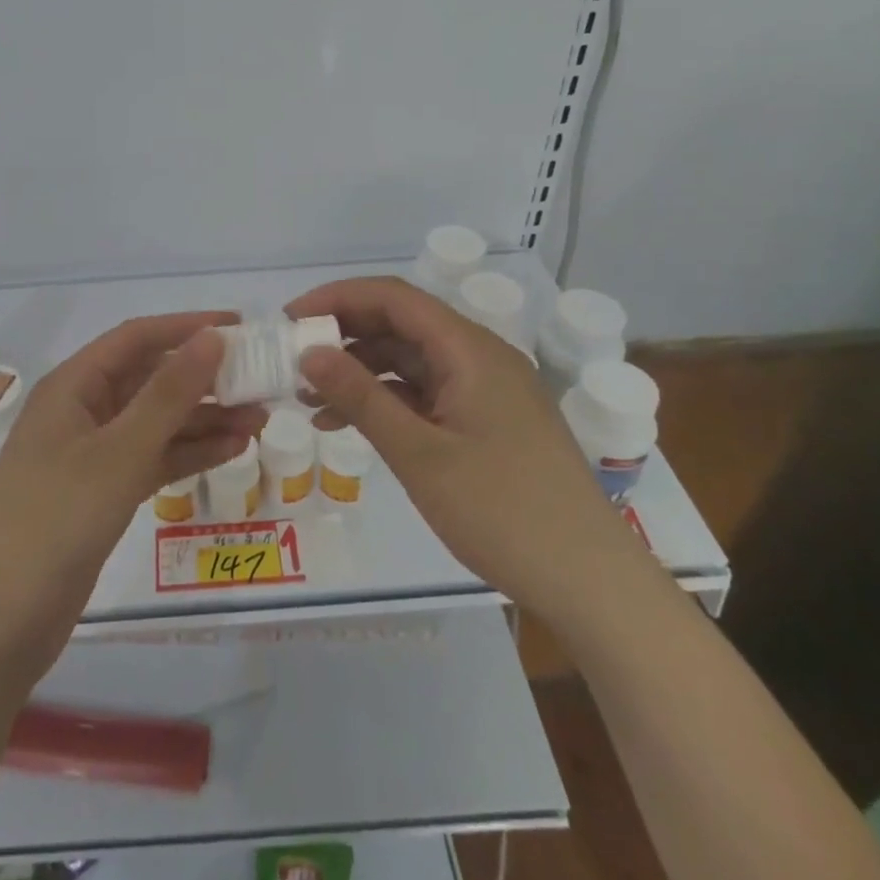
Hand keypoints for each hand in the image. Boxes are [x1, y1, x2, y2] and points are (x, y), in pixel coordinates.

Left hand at [0, 313, 263, 684]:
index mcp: (73, 386)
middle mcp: (82, 411)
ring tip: (258, 420)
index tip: (240, 327)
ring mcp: (92, 455)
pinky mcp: (102, 494)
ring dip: (203, 418)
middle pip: (150, 379)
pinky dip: (188, 454)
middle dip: (203, 379)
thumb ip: (168, 394)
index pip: (137, 338)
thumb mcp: (118, 452)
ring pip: (156, 422)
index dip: (187, 327)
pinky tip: (231, 451)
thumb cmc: (54, 520)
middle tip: (259, 382)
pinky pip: (153, 459)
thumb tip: (212, 336)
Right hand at [287, 276, 643, 620]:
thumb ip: (361, 397)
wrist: (590, 581)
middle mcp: (480, 357)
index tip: (289, 320)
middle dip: (344, 335)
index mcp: (470, 349)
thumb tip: (309, 351)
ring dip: (361, 372)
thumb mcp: (419, 454)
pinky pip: (427, 394)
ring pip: (411, 361)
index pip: (393, 298)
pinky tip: (349, 425)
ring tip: (310, 399)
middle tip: (292, 359)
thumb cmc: (502, 511)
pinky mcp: (488, 421)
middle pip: (401, 325)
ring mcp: (486, 390)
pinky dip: (387, 402)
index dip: (336, 299)